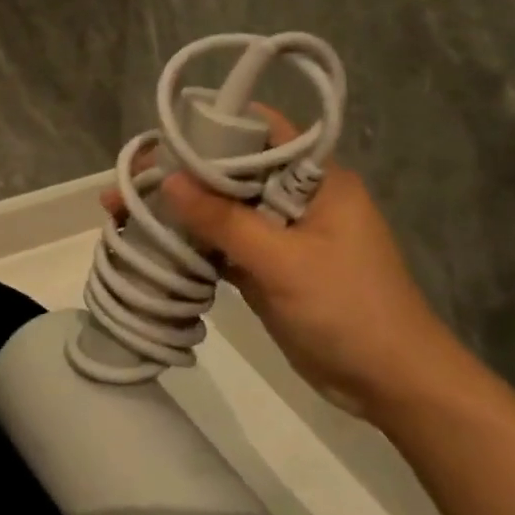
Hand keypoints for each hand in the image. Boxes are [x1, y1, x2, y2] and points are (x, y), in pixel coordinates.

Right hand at [110, 110, 460, 419]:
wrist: (392, 385)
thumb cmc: (350, 310)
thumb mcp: (285, 262)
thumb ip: (225, 220)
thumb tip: (168, 180)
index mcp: (316, 179)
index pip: (260, 133)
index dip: (211, 129)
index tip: (162, 138)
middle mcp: (296, 198)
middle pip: (230, 173)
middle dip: (180, 176)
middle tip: (127, 182)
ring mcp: (280, 235)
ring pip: (221, 211)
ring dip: (178, 212)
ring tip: (122, 211)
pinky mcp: (267, 268)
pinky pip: (221, 245)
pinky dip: (190, 245)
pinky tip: (151, 244)